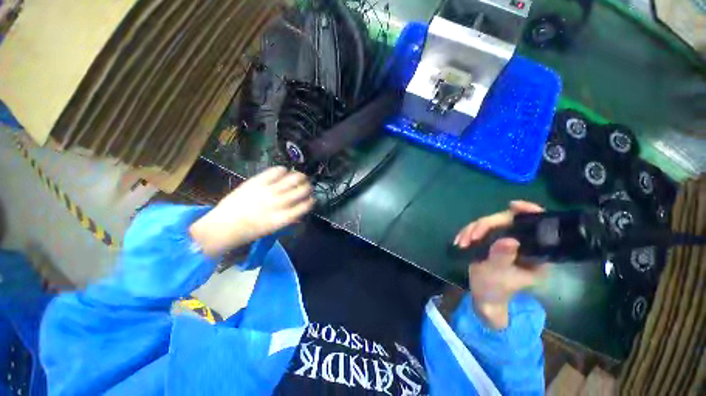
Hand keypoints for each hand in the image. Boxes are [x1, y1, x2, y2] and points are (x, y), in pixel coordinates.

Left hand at [190, 167, 314, 256]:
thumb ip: (288, 219)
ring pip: (293, 179)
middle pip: (302, 190)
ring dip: (300, 177)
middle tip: (307, 186)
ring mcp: (268, 191)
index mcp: (283, 218)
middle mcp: (279, 203)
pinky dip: (283, 170)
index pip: (305, 205)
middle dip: (308, 187)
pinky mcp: (257, 182)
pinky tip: (284, 171)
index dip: (311, 201)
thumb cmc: (249, 231)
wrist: (223, 226)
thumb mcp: (273, 229)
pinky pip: (275, 171)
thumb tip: (299, 213)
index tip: (311, 199)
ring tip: (300, 176)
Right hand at [454, 201, 548, 328]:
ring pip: (489, 224)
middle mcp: (522, 243)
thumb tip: (510, 240)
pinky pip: (478, 229)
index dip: (528, 211)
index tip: (512, 205)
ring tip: (462, 243)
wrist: (483, 296)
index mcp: (535, 253)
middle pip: (506, 221)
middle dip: (485, 226)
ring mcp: (505, 241)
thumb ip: (502, 257)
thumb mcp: (498, 275)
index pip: (537, 226)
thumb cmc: (494, 290)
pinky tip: (459, 242)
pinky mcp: (491, 241)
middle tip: (470, 237)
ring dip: (471, 231)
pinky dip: (467, 234)